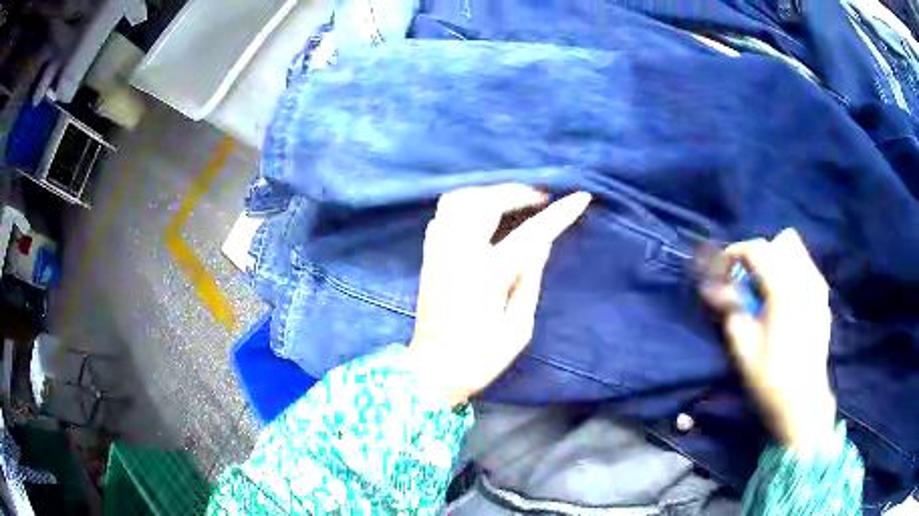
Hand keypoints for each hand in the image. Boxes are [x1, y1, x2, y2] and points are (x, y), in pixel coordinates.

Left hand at [409, 184, 591, 407]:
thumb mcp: (518, 329)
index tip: (581, 197)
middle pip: (486, 202)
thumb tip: (542, 244)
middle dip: (518, 192)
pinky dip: (464, 205)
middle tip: (541, 197)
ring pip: (458, 200)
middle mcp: (458, 255)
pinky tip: (480, 215)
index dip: (559, 214)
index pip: (530, 234)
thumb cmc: (479, 359)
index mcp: (487, 275)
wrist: (432, 371)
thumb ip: (530, 280)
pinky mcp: (427, 257)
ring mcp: (438, 253)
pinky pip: (443, 215)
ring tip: (510, 200)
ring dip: (487, 193)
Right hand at [704, 229, 835, 450]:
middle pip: (781, 241)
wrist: (803, 402)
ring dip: (776, 262)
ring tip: (765, 292)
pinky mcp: (823, 298)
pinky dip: (790, 274)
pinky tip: (783, 304)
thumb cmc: (772, 379)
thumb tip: (713, 288)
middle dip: (760, 255)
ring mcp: (818, 287)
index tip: (722, 272)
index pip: (757, 249)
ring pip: (796, 252)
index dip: (734, 254)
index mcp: (784, 290)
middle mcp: (805, 279)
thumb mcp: (743, 349)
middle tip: (748, 283)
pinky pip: (805, 269)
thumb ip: (730, 310)